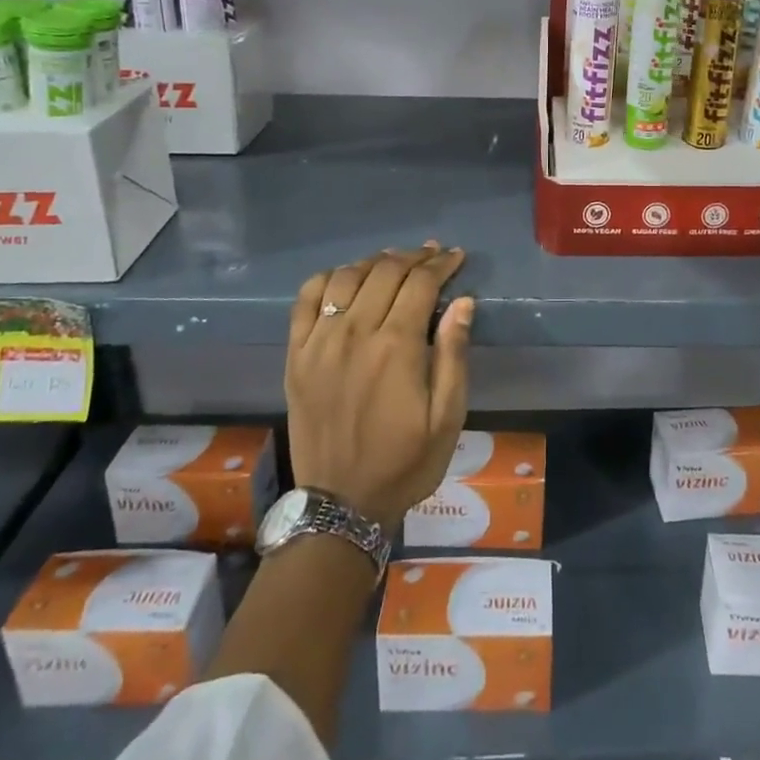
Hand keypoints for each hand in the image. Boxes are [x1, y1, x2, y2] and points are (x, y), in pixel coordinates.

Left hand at [285, 244, 472, 532]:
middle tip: (433, 255)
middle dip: (414, 257)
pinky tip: (345, 279)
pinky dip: (327, 279)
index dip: (442, 264)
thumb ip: (453, 355)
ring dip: (375, 262)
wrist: (341, 504)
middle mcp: (355, 333)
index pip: (420, 283)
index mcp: (396, 347)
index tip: (457, 257)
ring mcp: (319, 342)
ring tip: (395, 263)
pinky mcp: (296, 355)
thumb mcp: (447, 418)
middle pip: (385, 271)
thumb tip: (463, 302)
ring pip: (346, 277)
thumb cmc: (405, 462)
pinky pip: (306, 299)